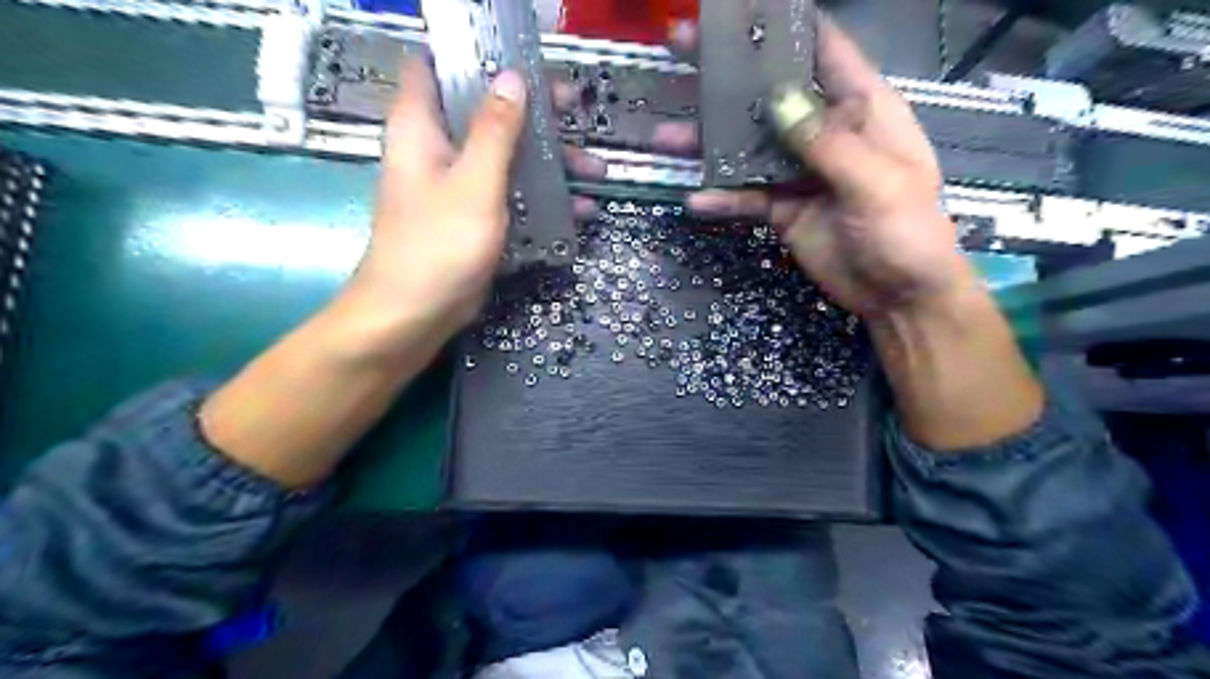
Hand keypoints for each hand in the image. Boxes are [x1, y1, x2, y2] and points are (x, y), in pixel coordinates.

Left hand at [351, 55, 599, 337]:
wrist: (415, 315)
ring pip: (505, 159)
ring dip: (547, 163)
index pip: (438, 68)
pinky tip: (578, 211)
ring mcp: (457, 188)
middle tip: (575, 112)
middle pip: (485, 114)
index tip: (523, 62)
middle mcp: (437, 151)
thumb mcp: (474, 183)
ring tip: (594, 171)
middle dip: (532, 113)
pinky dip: (540, 201)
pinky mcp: (473, 220)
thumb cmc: (438, 244)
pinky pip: (510, 198)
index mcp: (421, 128)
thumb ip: (495, 130)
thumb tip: (512, 78)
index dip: (477, 58)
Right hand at [652, 16, 971, 320]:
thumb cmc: (907, 233)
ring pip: (749, 148)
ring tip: (667, 138)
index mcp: (861, 109)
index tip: (740, 13)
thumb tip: (776, 101)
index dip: (785, 27)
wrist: (898, 297)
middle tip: (683, 50)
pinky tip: (695, 201)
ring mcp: (799, 172)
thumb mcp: (875, 183)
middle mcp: (824, 133)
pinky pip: (746, 197)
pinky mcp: (782, 208)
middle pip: (772, 94)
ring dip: (710, 143)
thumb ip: (826, 142)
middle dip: (730, 77)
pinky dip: (722, 199)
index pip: (824, 50)